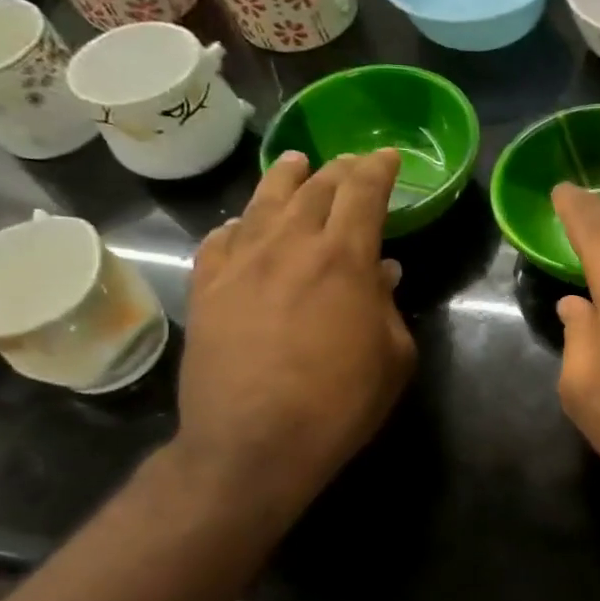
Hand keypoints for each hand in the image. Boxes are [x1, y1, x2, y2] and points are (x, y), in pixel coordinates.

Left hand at [176, 150, 414, 508]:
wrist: (253, 443)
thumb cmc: (340, 401)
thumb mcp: (393, 356)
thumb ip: (388, 305)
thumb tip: (381, 272)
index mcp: (343, 257)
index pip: (363, 192)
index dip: (378, 168)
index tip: (388, 156)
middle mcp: (290, 245)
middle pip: (315, 188)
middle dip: (339, 169)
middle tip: (352, 162)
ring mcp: (240, 264)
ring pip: (263, 202)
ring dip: (286, 178)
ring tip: (296, 163)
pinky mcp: (206, 289)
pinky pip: (221, 239)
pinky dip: (239, 225)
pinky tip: (242, 226)